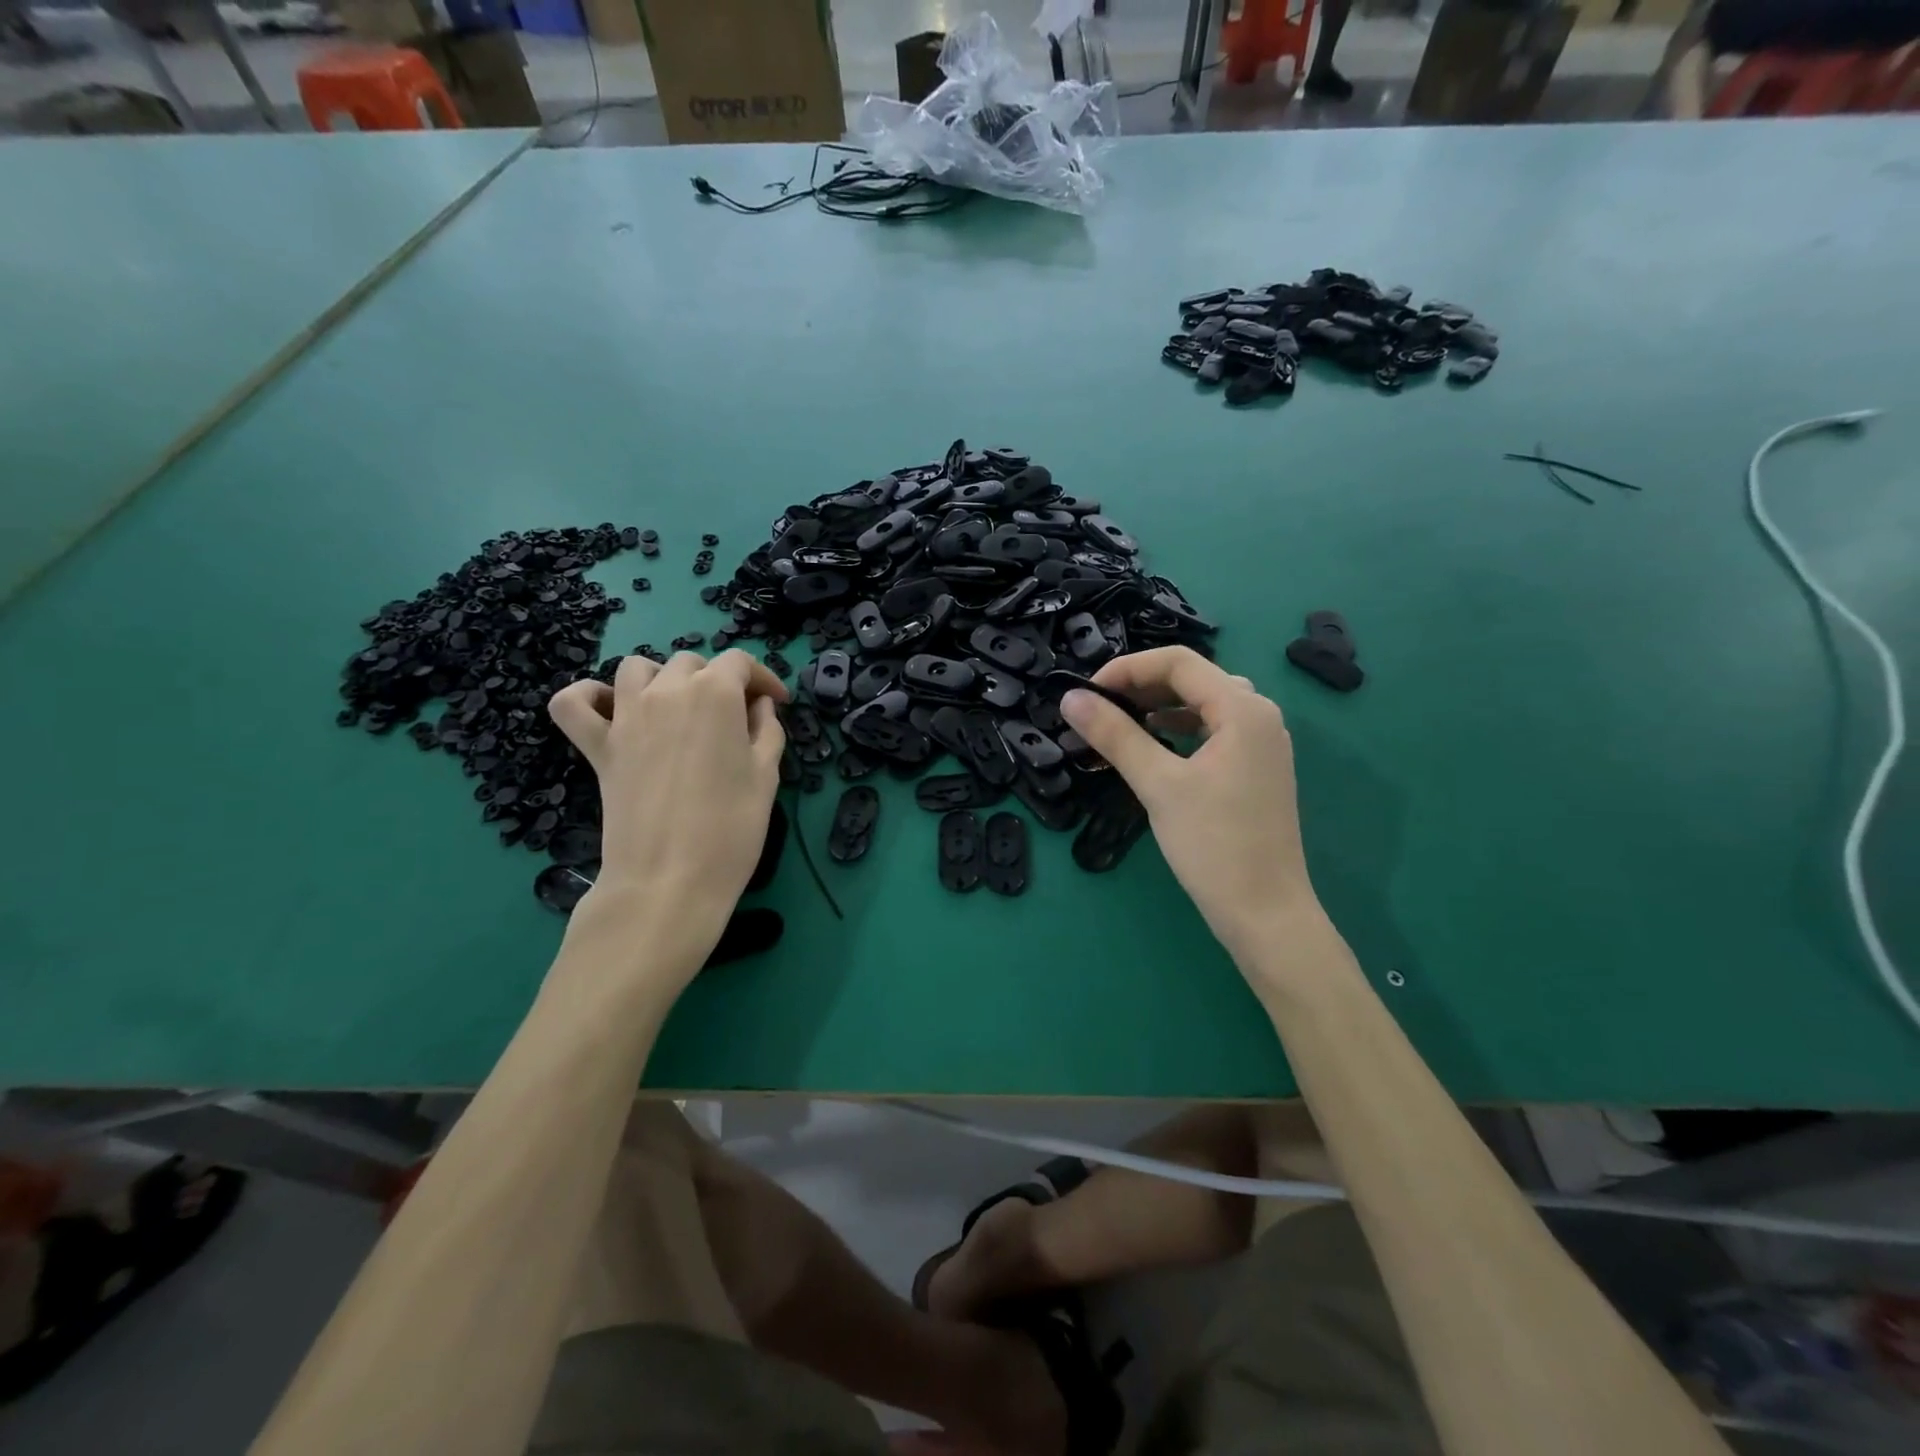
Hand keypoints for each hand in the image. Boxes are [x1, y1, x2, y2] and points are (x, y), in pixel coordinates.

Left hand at [548, 651, 787, 960]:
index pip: (740, 662)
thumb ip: (767, 730)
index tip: (776, 703)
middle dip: (718, 681)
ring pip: (637, 668)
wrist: (670, 880)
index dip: (763, 678)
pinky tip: (610, 712)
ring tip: (677, 710)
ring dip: (661, 679)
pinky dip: (588, 698)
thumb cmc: (732, 829)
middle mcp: (667, 691)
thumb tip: (759, 706)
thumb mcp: (767, 776)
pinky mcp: (597, 746)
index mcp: (715, 693)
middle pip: (692, 663)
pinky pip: (574, 703)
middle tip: (734, 718)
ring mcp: (625, 715)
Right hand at [1060, 647, 1318, 956]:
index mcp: (1243, 709)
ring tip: (1119, 724)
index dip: (1127, 668)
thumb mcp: (1158, 785)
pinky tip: (1154, 747)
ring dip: (1159, 708)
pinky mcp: (1256, 769)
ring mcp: (1261, 744)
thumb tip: (1070, 699)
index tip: (1087, 693)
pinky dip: (1179, 731)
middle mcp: (1259, 716)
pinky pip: (1213, 731)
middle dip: (1141, 686)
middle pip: (1193, 679)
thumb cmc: (1214, 845)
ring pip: (1203, 705)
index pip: (1178, 662)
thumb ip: (1115, 735)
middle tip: (1099, 708)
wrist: (1266, 913)